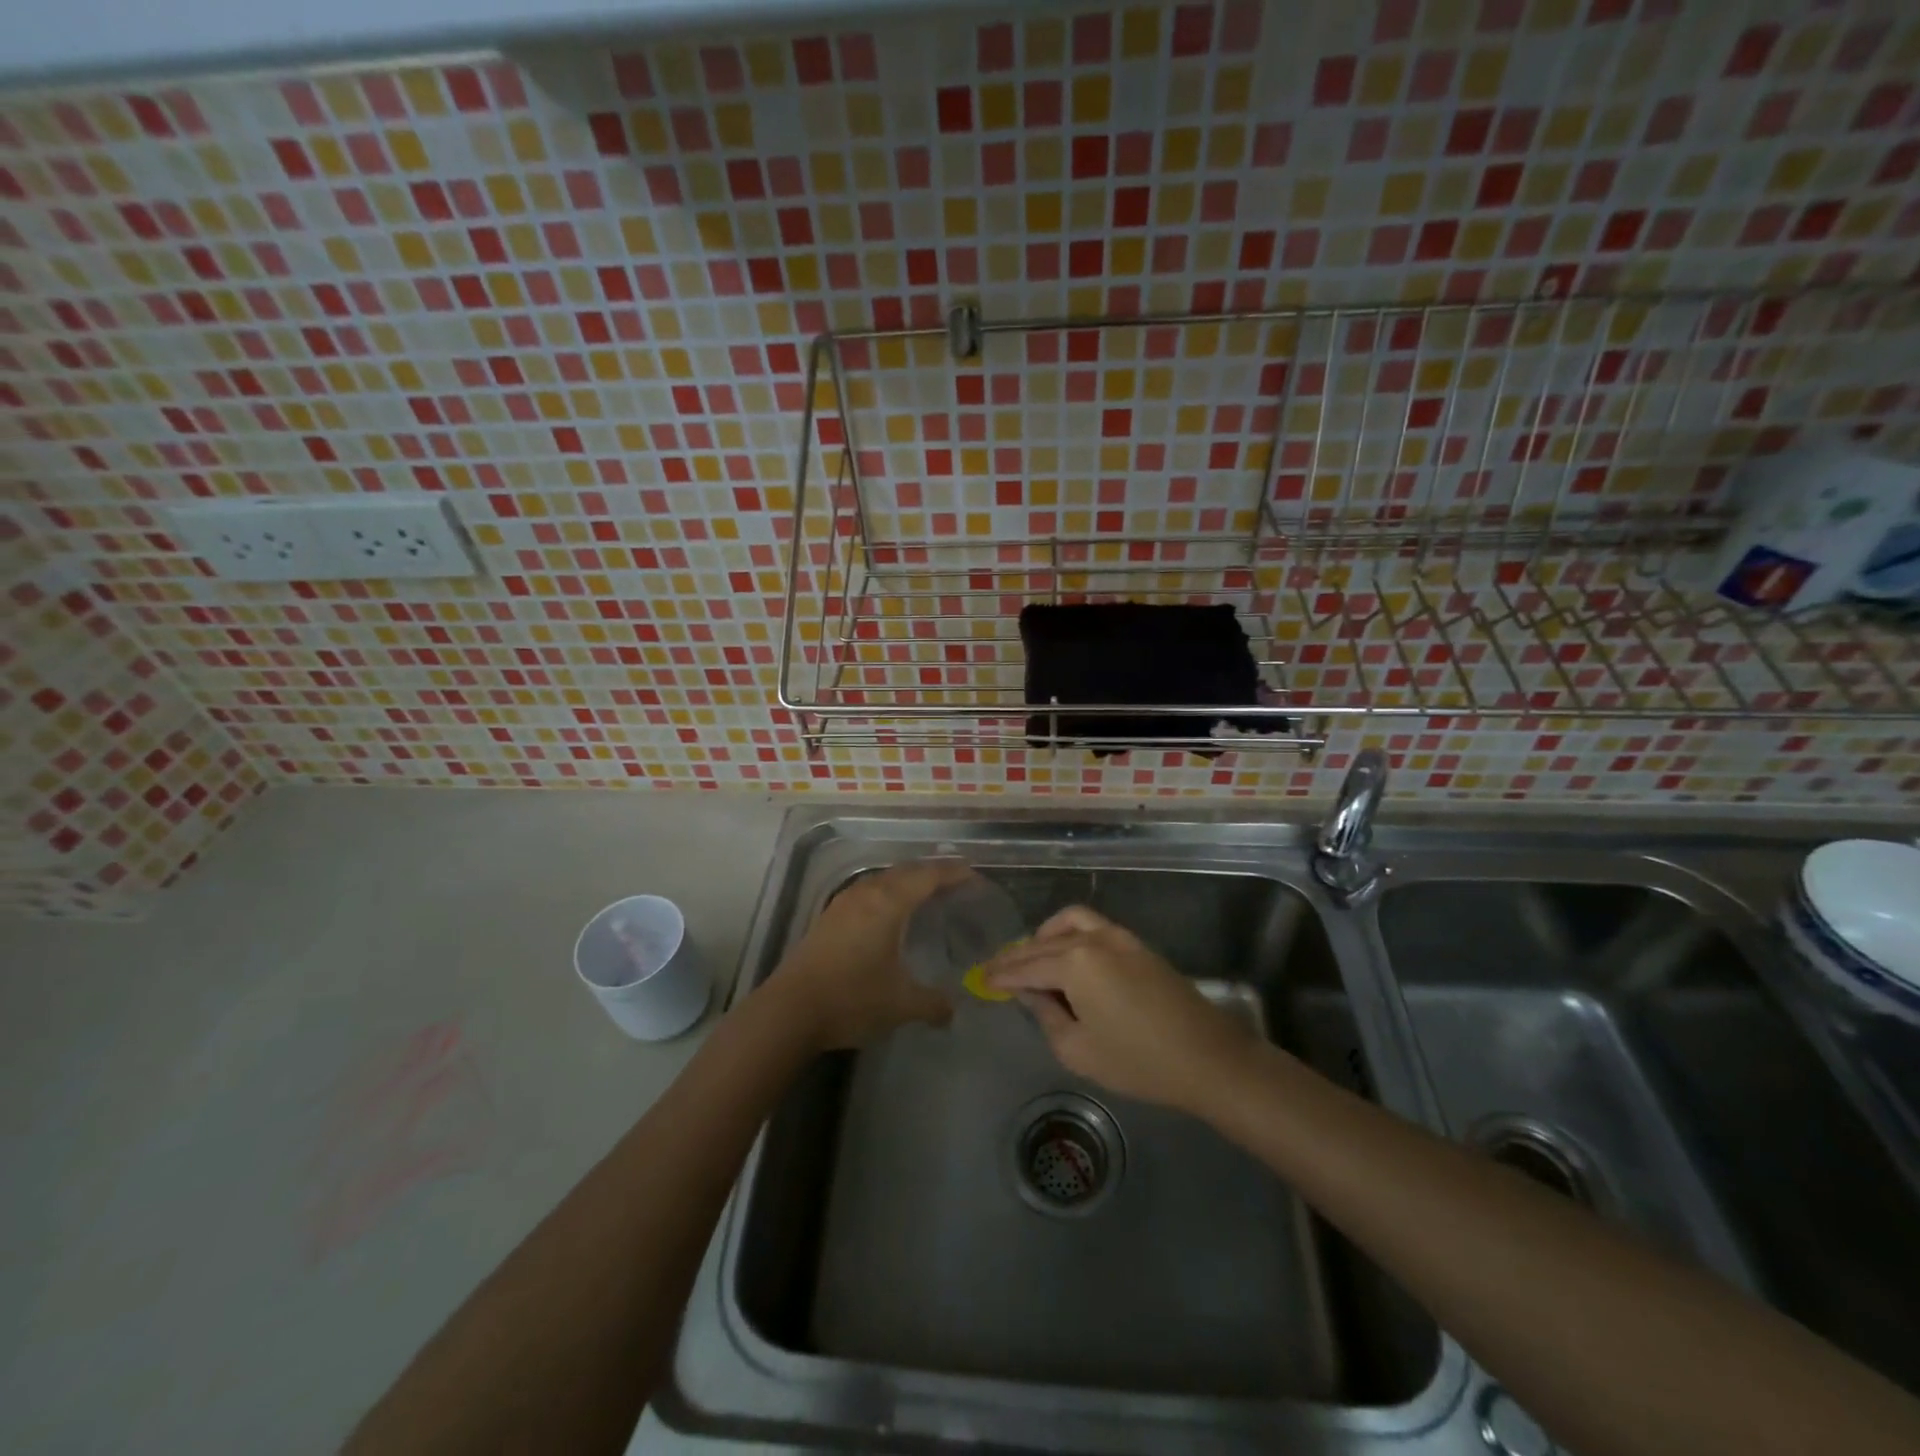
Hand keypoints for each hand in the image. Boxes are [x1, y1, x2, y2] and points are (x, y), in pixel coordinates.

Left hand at [768, 860, 969, 1051]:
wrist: (789, 1011)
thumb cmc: (852, 999)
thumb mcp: (901, 1004)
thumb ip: (933, 1004)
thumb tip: (952, 1012)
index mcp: (889, 902)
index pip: (929, 876)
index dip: (954, 873)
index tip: (975, 876)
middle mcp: (867, 893)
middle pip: (906, 871)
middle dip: (933, 873)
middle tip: (957, 883)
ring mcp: (844, 903)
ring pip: (884, 879)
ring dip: (908, 880)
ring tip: (927, 894)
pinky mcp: (830, 917)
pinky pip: (869, 891)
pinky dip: (889, 893)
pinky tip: (891, 913)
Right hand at [984, 905, 1255, 1112]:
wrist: (1207, 1058)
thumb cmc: (1138, 1061)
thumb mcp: (1078, 1049)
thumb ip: (1046, 1015)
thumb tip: (1030, 992)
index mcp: (1074, 962)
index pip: (1027, 966)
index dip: (1002, 975)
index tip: (981, 979)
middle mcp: (1093, 939)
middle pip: (1044, 942)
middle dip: (1018, 956)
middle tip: (997, 970)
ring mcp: (1119, 937)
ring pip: (1069, 923)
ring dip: (1045, 936)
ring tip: (1032, 958)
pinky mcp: (1137, 944)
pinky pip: (1092, 927)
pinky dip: (1070, 934)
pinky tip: (1066, 957)